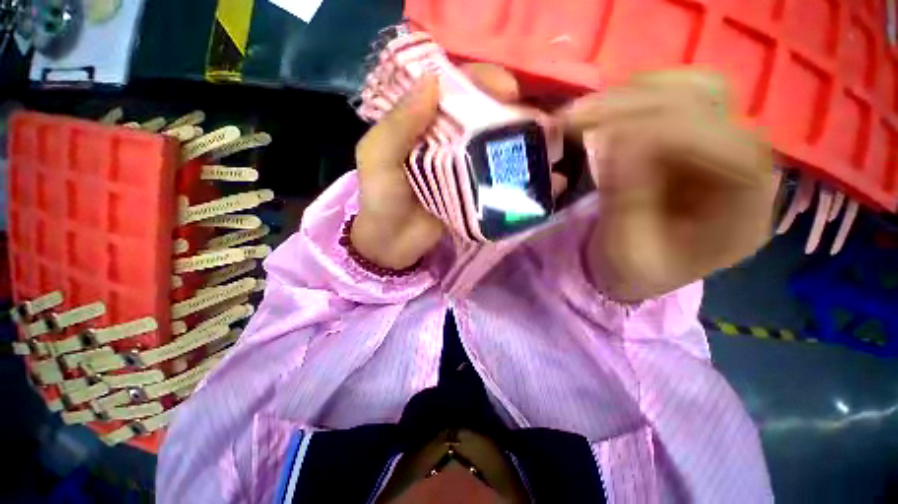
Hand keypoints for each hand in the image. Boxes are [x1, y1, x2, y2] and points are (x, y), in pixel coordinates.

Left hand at [351, 65, 521, 269]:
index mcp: (423, 123)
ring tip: (545, 140)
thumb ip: (399, 123)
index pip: (456, 89)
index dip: (482, 81)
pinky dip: (515, 172)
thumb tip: (434, 79)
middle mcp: (447, 140)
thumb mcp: (378, 158)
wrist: (392, 244)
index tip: (508, 90)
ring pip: (493, 143)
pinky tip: (538, 172)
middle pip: (482, 113)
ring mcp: (463, 167)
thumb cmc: (381, 200)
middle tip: (535, 118)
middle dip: (510, 109)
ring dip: (519, 138)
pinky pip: (495, 175)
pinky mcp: (472, 191)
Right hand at [558, 69, 776, 301]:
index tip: (603, 138)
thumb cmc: (631, 271)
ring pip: (695, 90)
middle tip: (577, 117)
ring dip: (634, 96)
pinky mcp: (694, 138)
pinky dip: (633, 98)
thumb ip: (626, 200)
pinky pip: (673, 98)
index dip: (669, 135)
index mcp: (743, 214)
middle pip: (714, 110)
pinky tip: (602, 112)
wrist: (633, 269)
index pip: (730, 151)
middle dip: (639, 106)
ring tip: (584, 112)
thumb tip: (615, 141)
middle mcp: (745, 170)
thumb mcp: (626, 249)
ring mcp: (720, 147)